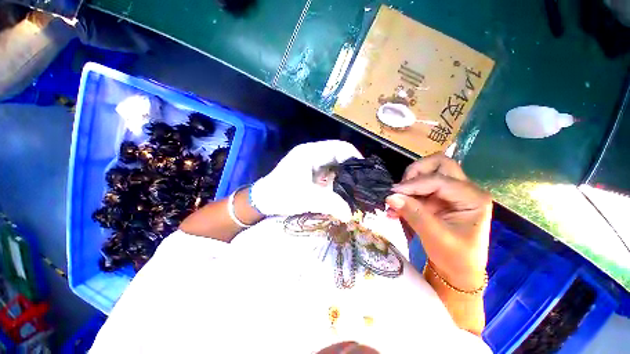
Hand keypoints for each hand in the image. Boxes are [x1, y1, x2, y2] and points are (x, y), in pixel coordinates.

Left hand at [250, 140, 362, 220]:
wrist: (264, 200)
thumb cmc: (281, 194)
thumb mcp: (305, 198)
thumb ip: (329, 203)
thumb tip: (349, 214)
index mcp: (310, 153)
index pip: (339, 147)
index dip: (354, 157)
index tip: (366, 172)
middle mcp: (313, 154)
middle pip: (339, 155)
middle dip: (352, 168)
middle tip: (363, 182)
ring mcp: (312, 163)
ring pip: (335, 165)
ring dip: (345, 175)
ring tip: (357, 187)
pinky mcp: (312, 172)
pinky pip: (330, 173)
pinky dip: (338, 180)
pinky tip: (343, 190)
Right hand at [385, 153, 491, 290]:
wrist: (457, 271)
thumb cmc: (455, 257)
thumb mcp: (435, 237)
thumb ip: (413, 213)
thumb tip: (390, 196)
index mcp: (473, 198)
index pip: (439, 180)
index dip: (414, 184)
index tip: (393, 192)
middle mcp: (463, 189)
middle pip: (439, 164)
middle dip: (416, 172)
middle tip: (401, 187)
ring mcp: (449, 192)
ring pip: (427, 172)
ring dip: (408, 183)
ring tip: (396, 200)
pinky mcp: (437, 198)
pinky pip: (418, 187)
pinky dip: (405, 194)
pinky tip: (395, 208)